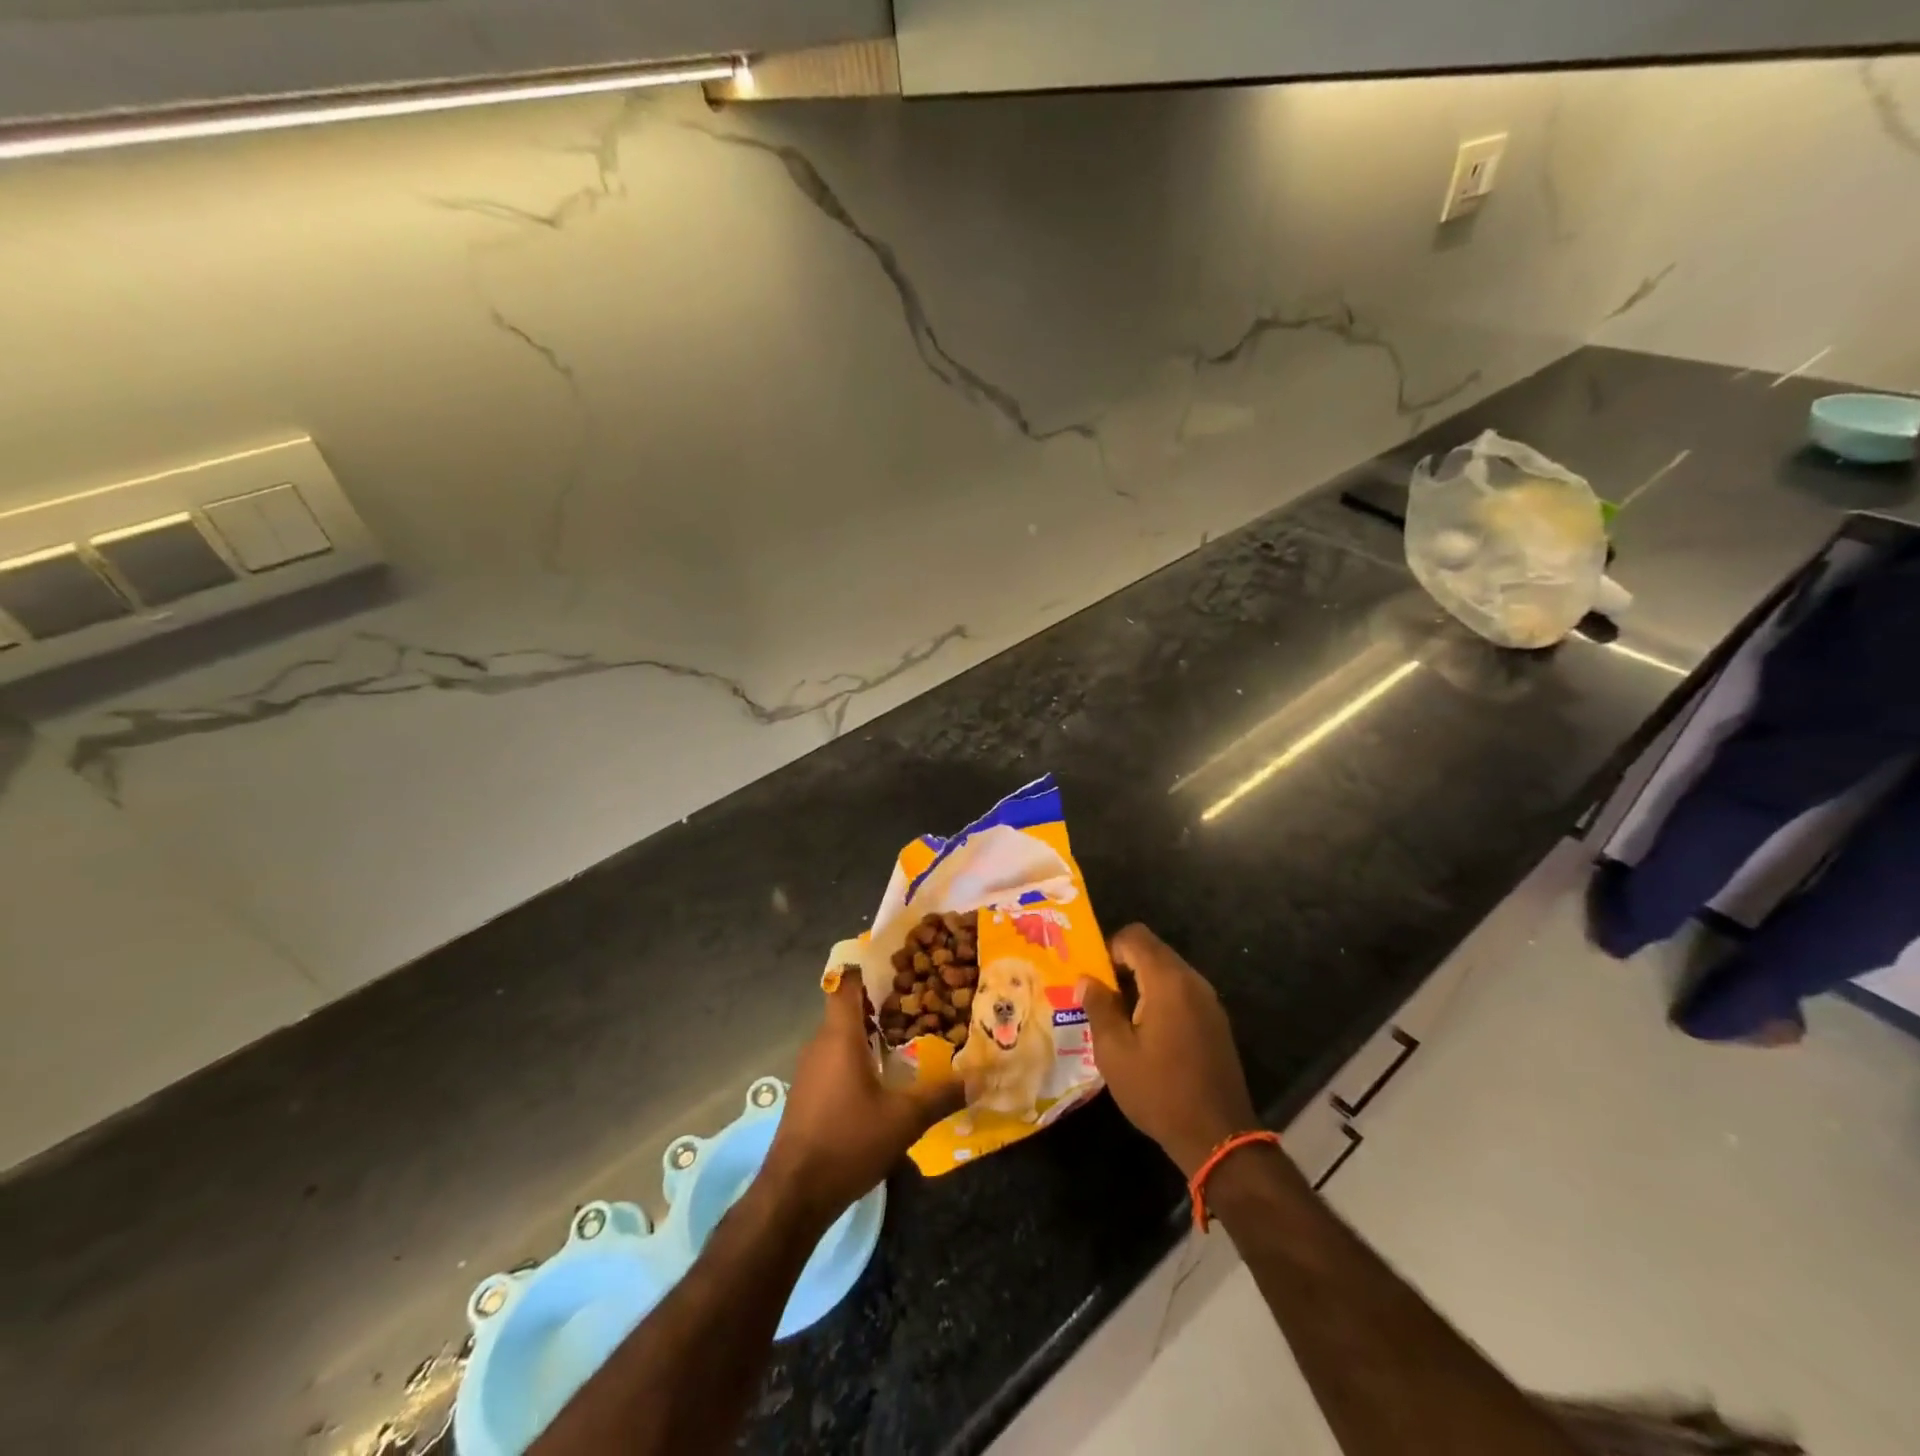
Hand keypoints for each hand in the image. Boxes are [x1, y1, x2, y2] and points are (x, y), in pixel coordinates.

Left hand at [760, 971, 964, 1220]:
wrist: (793, 1196)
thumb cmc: (847, 1142)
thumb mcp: (903, 1119)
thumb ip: (942, 1095)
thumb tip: (980, 1078)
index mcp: (839, 1036)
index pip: (847, 983)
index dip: (869, 967)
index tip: (899, 962)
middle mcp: (820, 1044)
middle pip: (849, 1008)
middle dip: (882, 1002)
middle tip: (920, 999)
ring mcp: (810, 1070)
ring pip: (842, 1036)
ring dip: (871, 1033)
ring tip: (910, 1034)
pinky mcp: (808, 1094)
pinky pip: (836, 1059)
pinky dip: (859, 1056)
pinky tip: (885, 1076)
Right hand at [1080, 924, 1259, 1177]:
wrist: (1218, 1137)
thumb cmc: (1159, 1091)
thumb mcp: (1115, 1052)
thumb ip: (1099, 1007)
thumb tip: (1086, 979)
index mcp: (1167, 981)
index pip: (1135, 936)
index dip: (1109, 949)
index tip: (1095, 980)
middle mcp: (1192, 981)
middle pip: (1153, 951)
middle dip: (1123, 967)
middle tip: (1102, 999)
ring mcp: (1209, 1001)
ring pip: (1167, 972)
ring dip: (1141, 984)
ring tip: (1121, 1020)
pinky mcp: (1215, 1021)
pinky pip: (1182, 992)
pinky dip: (1160, 999)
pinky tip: (1148, 1035)